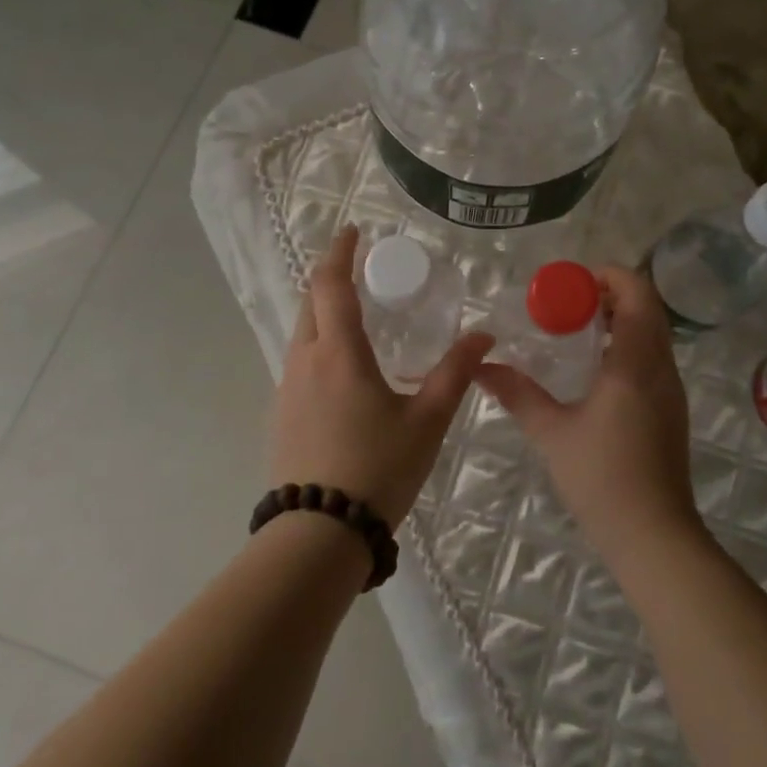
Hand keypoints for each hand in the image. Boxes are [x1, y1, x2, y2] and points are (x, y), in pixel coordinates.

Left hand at [273, 226, 494, 527]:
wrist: (318, 535)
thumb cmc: (377, 469)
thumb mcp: (427, 422)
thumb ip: (455, 374)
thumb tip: (485, 335)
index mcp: (338, 353)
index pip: (330, 284)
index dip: (340, 252)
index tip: (353, 232)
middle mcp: (304, 361)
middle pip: (309, 302)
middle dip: (331, 278)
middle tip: (363, 272)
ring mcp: (286, 389)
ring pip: (301, 333)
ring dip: (323, 313)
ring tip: (358, 318)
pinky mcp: (281, 415)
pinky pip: (299, 363)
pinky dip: (318, 346)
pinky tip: (344, 371)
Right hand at [476, 265, 698, 556]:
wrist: (654, 535)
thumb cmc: (602, 478)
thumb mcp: (552, 432)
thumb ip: (517, 393)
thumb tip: (481, 367)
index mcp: (636, 362)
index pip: (637, 293)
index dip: (609, 276)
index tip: (572, 283)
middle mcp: (661, 367)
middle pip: (647, 308)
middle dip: (611, 295)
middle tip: (569, 302)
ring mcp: (671, 389)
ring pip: (653, 333)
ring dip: (621, 319)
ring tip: (577, 329)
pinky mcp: (671, 409)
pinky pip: (653, 357)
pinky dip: (629, 344)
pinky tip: (596, 367)